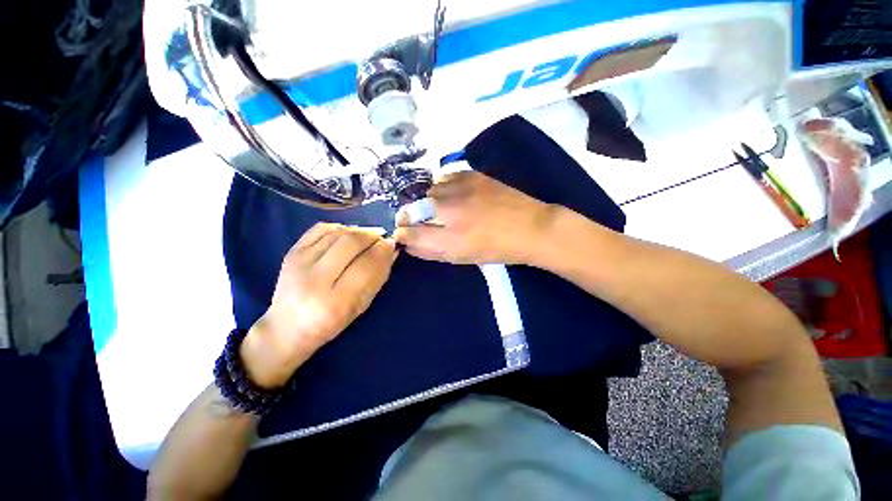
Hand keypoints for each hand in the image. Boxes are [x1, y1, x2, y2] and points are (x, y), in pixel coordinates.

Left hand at [240, 223, 397, 387]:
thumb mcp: (361, 307)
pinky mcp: (291, 252)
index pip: (367, 265)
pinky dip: (340, 227)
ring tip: (367, 236)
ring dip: (359, 230)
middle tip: (381, 237)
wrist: (286, 327)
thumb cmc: (331, 322)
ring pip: (337, 233)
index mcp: (335, 301)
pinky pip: (321, 228)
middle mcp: (315, 279)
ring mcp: (299, 262)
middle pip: (351, 243)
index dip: (383, 250)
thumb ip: (378, 278)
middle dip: (372, 235)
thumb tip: (391, 250)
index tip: (392, 244)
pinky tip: (347, 234)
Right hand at [394, 171, 554, 264]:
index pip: (408, 233)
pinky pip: (443, 178)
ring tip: (440, 208)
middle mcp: (450, 212)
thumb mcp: (462, 258)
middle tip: (420, 221)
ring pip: (427, 192)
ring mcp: (460, 190)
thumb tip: (409, 244)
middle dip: (409, 217)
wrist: (530, 227)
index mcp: (449, 239)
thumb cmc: (497, 250)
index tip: (404, 234)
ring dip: (427, 201)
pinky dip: (442, 188)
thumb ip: (432, 252)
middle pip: (411, 209)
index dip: (402, 234)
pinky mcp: (471, 175)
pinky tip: (452, 194)